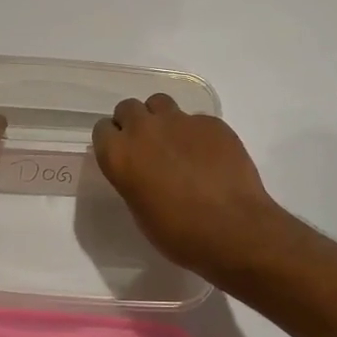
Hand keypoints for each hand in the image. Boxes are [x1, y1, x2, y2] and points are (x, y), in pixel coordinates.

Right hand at [92, 94, 292, 283]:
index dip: (113, 142)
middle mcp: (144, 129)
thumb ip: (132, 179)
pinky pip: (195, 119)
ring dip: (161, 119)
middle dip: (134, 124)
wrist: (233, 229)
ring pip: (160, 103)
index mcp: (119, 154)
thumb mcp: (140, 211)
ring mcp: (180, 121)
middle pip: (128, 108)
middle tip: (147, 148)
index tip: (123, 156)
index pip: (102, 130)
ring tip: (175, 144)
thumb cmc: (179, 233)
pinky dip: (196, 133)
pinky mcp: (211, 122)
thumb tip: (141, 170)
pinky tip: (208, 157)